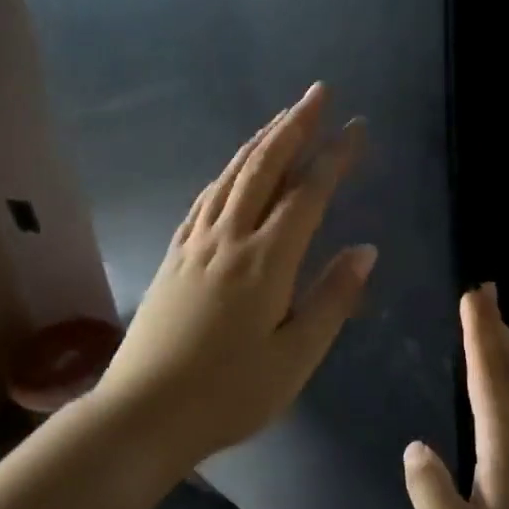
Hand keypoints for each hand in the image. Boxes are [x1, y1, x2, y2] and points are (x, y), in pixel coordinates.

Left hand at [92, 82, 375, 470]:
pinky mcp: (173, 256)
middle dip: (294, 127)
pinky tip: (232, 171)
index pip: (308, 194)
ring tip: (283, 119)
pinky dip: (226, 173)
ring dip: (260, 142)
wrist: (142, 414)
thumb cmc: (229, 394)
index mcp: (265, 262)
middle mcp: (229, 239)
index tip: (357, 128)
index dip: (335, 157)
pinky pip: (205, 199)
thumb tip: (365, 250)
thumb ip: (332, 299)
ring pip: (231, 176)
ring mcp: (195, 244)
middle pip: (264, 168)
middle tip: (317, 94)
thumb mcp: (295, 358)